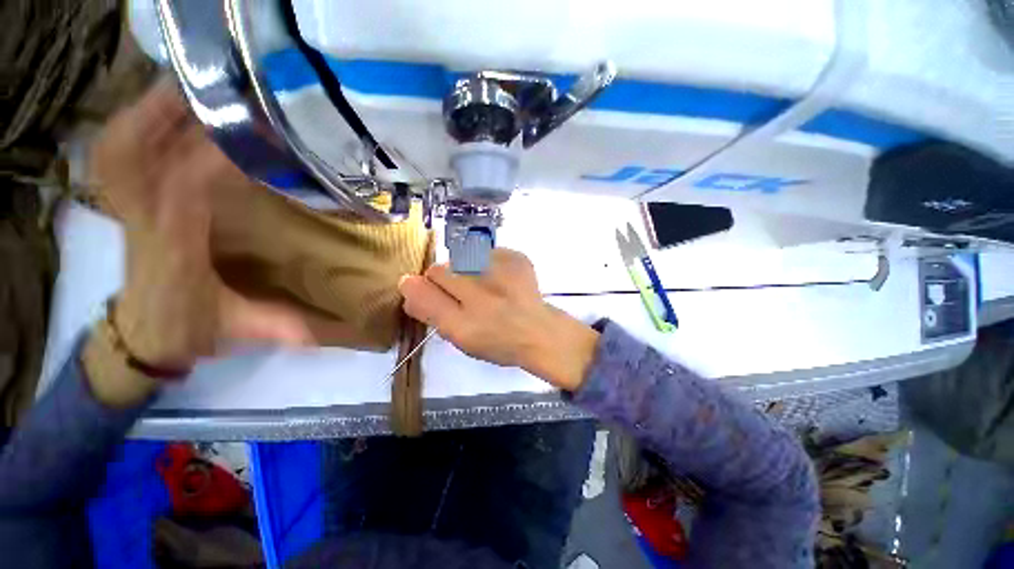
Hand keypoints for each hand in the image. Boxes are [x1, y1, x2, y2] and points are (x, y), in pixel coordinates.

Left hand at [84, 80, 313, 404]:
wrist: (142, 335)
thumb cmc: (192, 330)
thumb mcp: (243, 331)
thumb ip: (286, 325)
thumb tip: (338, 327)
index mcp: (174, 251)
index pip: (183, 189)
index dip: (212, 154)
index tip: (255, 132)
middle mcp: (144, 219)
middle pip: (135, 151)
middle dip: (170, 112)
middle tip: (222, 86)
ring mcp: (130, 205)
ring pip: (123, 145)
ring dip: (152, 109)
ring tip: (198, 86)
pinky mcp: (131, 200)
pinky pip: (120, 152)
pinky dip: (137, 123)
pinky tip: (168, 109)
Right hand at [398, 249, 598, 390]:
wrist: (540, 331)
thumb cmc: (498, 340)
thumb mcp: (458, 336)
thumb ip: (429, 310)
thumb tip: (408, 284)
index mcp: (460, 319)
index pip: (418, 286)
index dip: (422, 290)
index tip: (436, 297)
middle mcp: (477, 290)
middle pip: (438, 268)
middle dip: (446, 281)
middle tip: (467, 296)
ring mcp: (499, 268)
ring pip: (460, 257)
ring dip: (466, 270)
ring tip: (486, 288)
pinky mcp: (515, 257)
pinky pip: (485, 252)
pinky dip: (488, 264)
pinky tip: (501, 281)